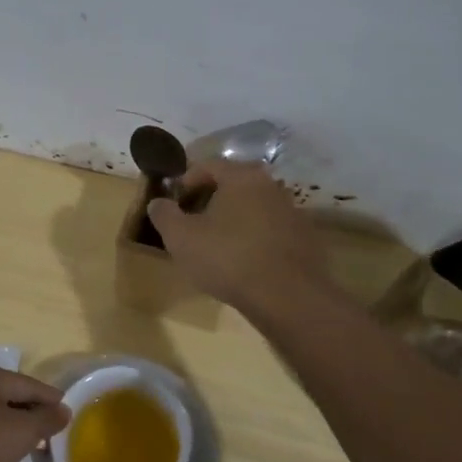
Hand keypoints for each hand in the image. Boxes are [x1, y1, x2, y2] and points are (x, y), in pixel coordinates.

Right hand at [146, 161, 331, 311]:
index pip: (207, 165)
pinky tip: (243, 261)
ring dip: (232, 219)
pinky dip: (253, 237)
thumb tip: (158, 202)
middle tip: (192, 223)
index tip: (174, 204)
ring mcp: (291, 211)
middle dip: (209, 200)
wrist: (287, 296)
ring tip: (216, 245)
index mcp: (241, 176)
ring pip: (253, 206)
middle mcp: (270, 185)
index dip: (185, 182)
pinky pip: (269, 229)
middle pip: (233, 184)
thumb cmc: (227, 258)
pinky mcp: (303, 238)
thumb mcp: (181, 237)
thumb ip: (164, 214)